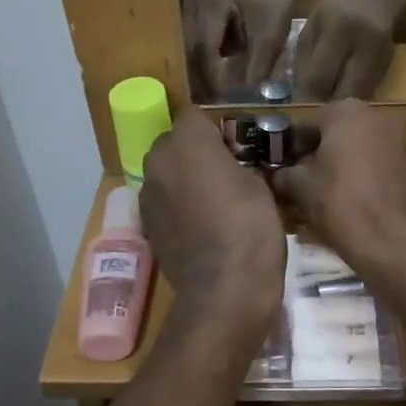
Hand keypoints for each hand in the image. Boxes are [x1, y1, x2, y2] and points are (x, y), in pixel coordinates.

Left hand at [141, 109, 285, 324]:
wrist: (224, 289)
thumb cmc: (250, 228)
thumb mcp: (259, 185)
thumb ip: (238, 163)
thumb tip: (231, 165)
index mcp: (187, 142)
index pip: (195, 116)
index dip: (216, 130)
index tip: (236, 149)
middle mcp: (158, 161)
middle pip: (174, 142)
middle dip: (195, 151)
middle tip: (225, 173)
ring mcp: (147, 194)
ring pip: (165, 172)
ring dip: (183, 178)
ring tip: (213, 201)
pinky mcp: (146, 224)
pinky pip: (162, 200)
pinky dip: (177, 205)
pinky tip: (200, 225)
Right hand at [183, 0, 293, 100]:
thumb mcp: (272, 28)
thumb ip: (261, 58)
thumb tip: (248, 89)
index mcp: (214, 3)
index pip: (206, 48)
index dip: (212, 76)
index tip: (220, 99)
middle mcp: (191, 6)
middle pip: (190, 52)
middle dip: (200, 80)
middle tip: (210, 107)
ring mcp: (185, 11)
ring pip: (186, 52)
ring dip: (196, 75)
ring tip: (209, 100)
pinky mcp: (186, 19)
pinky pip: (189, 48)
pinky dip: (198, 66)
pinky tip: (208, 84)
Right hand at [271, 101, 405, 277]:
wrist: (389, 239)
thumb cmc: (338, 202)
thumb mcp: (299, 186)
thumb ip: (284, 173)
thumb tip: (278, 174)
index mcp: (345, 111)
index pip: (307, 124)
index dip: (291, 147)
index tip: (281, 168)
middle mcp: (374, 116)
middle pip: (333, 133)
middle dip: (316, 153)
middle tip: (298, 180)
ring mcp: (395, 139)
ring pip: (354, 147)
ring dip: (336, 163)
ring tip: (319, 191)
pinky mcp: (405, 163)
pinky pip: (371, 162)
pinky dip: (357, 173)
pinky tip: (344, 198)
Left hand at [294, 0, 402, 101]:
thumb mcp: (313, 21)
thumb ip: (305, 55)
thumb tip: (299, 91)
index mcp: (337, 29)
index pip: (318, 76)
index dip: (306, 93)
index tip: (298, 100)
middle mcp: (362, 44)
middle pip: (341, 92)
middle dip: (325, 103)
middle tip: (314, 104)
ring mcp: (380, 55)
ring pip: (358, 95)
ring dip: (341, 102)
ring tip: (329, 99)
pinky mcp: (390, 62)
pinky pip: (369, 89)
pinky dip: (355, 93)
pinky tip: (345, 88)